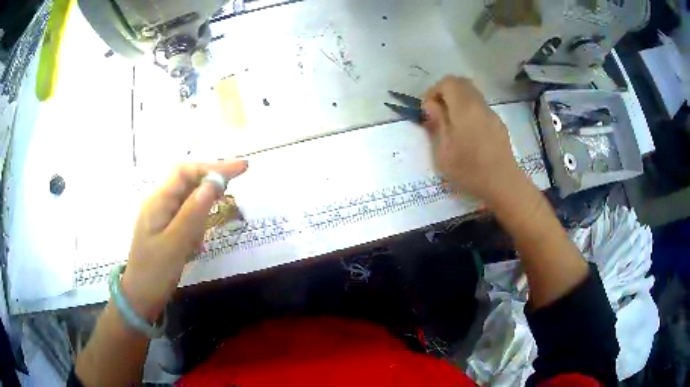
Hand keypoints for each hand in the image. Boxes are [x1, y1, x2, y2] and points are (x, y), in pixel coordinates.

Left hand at [120, 160, 248, 320]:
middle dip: (211, 182)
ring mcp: (162, 216)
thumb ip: (192, 213)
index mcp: (158, 201)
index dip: (213, 167)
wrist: (140, 297)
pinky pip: (186, 216)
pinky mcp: (167, 229)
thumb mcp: (175, 244)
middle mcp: (159, 202)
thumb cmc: (154, 272)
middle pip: (188, 181)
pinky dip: (197, 222)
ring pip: (189, 200)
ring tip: (208, 226)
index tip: (241, 168)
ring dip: (203, 207)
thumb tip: (213, 184)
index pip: (186, 171)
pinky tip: (197, 241)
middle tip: (236, 185)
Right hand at [422, 76, 521, 202]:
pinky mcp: (498, 123)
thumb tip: (430, 105)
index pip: (448, 82)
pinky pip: (480, 107)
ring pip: (472, 94)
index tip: (428, 109)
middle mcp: (479, 105)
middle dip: (446, 92)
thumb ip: (437, 123)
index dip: (434, 90)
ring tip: (451, 123)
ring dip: (458, 101)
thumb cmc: (470, 170)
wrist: (503, 183)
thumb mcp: (444, 151)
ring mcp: (491, 114)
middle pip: (461, 83)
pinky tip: (468, 133)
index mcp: (464, 109)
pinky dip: (469, 110)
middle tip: (437, 112)